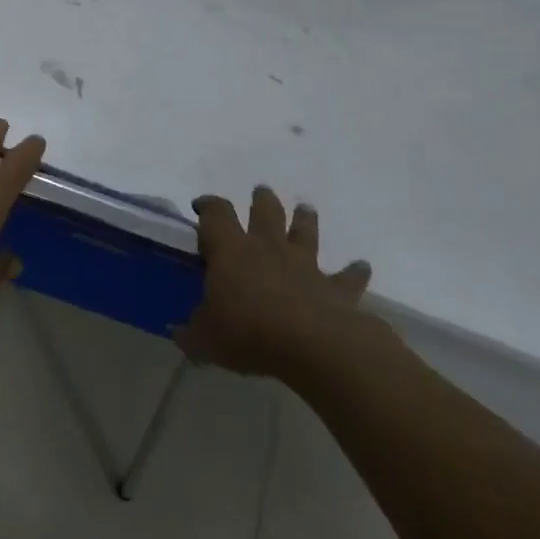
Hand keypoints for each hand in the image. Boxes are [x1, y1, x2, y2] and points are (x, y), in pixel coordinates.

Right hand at [175, 186, 374, 377]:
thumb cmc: (248, 332)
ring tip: (305, 208)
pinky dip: (355, 271)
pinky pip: (348, 276)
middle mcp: (267, 248)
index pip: (216, 214)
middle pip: (265, 211)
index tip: (201, 206)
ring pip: (305, 232)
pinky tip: (362, 266)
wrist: (315, 346)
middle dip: (261, 199)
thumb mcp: (205, 339)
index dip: (208, 206)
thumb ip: (191, 332)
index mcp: (230, 251)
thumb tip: (178, 333)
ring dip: (305, 219)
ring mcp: (305, 265)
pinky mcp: (336, 288)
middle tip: (260, 192)